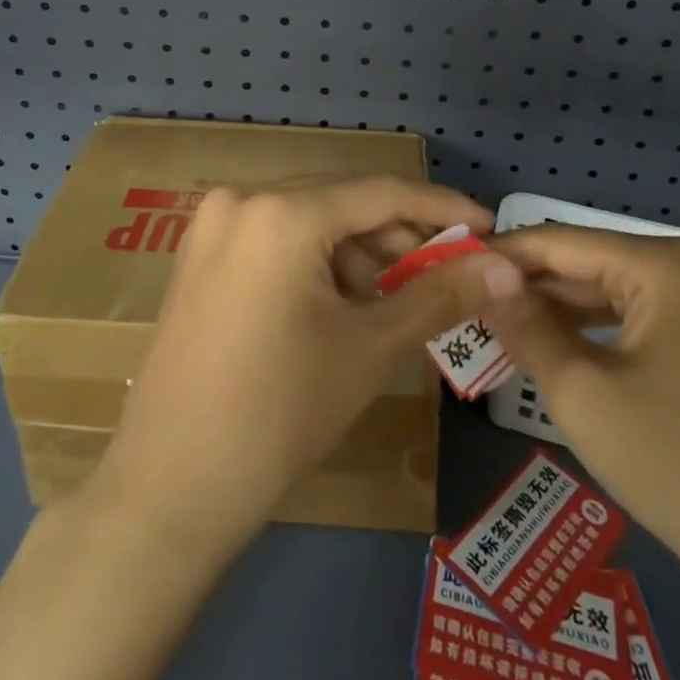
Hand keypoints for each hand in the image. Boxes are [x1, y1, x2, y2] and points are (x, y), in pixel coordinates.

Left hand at [90, 176, 514, 556]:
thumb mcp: (368, 348)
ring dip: (355, 250)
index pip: (379, 193)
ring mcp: (213, 223)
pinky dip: (314, 258)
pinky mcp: (199, 251)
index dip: (439, 206)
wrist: (172, 486)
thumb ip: (440, 296)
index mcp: (282, 213)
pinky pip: (274, 235)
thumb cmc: (280, 413)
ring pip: (307, 217)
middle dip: (396, 235)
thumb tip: (508, 268)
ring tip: (389, 300)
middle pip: (340, 201)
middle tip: (445, 272)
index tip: (488, 225)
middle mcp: (242, 198)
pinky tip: (337, 302)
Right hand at [484, 224, 679, 564]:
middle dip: (528, 284)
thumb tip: (483, 278)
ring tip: (499, 322)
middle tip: (468, 300)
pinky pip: (637, 317)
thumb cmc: (676, 464)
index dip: (502, 254)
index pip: (560, 243)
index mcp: (665, 264)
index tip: (450, 265)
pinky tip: (554, 344)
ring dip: (557, 308)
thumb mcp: (580, 390)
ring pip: (610, 290)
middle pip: (587, 263)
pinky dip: (593, 329)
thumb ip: (525, 324)